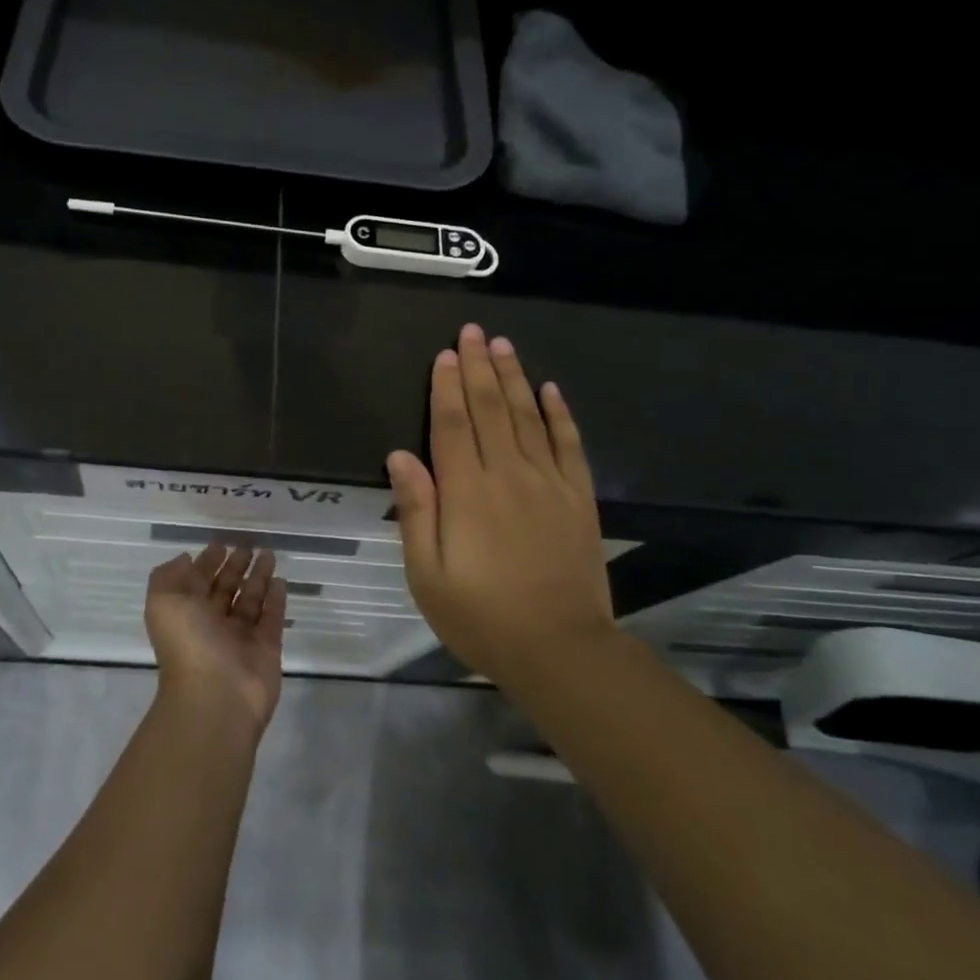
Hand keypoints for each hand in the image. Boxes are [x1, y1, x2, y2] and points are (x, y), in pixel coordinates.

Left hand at [144, 544, 287, 733]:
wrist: (217, 696)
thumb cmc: (188, 643)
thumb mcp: (163, 601)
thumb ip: (170, 575)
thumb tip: (186, 559)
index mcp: (186, 613)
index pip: (197, 581)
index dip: (207, 562)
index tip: (220, 543)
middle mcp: (212, 624)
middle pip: (225, 589)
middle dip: (235, 567)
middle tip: (248, 545)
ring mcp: (240, 637)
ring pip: (250, 600)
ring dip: (258, 577)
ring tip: (269, 554)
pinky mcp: (267, 648)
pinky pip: (272, 618)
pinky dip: (276, 600)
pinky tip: (281, 581)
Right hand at [387, 324, 614, 684]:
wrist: (560, 648)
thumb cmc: (481, 615)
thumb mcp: (427, 574)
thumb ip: (416, 510)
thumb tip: (400, 456)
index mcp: (467, 492)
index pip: (452, 425)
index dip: (446, 387)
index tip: (445, 353)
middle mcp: (508, 475)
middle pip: (490, 409)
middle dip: (479, 367)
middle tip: (474, 331)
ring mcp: (549, 484)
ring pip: (528, 417)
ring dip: (514, 378)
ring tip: (504, 345)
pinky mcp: (579, 498)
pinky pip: (569, 445)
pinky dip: (560, 414)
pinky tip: (551, 390)